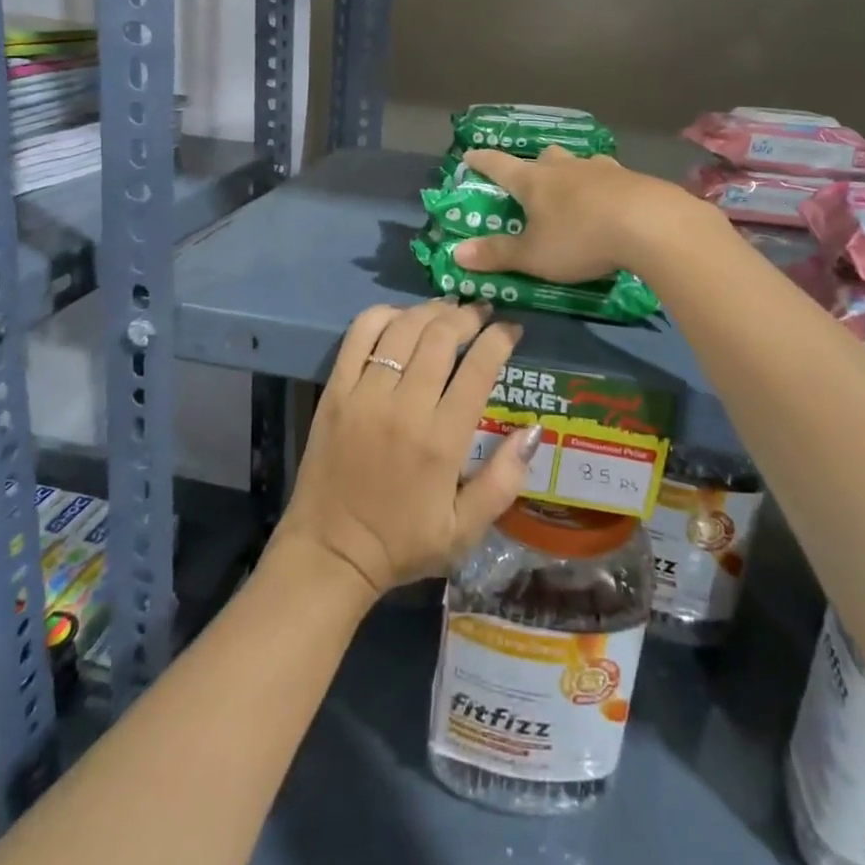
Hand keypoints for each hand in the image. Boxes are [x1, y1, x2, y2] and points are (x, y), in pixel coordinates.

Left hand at [273, 300, 539, 596]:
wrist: (330, 554)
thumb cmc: (403, 544)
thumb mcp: (466, 530)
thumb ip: (505, 480)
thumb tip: (534, 430)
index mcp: (442, 441)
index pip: (478, 368)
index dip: (500, 338)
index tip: (511, 329)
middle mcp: (404, 408)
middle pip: (441, 336)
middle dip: (468, 317)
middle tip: (481, 314)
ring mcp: (364, 395)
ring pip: (403, 328)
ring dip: (430, 311)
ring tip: (447, 310)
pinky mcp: (335, 392)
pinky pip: (359, 336)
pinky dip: (383, 315)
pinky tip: (400, 318)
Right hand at [454, 145, 687, 281]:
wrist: (650, 224)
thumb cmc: (580, 238)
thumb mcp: (533, 255)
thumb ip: (497, 254)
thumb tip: (456, 253)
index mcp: (534, 181)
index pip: (499, 165)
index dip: (482, 161)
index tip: (470, 154)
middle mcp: (565, 167)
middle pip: (544, 157)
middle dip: (534, 166)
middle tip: (531, 179)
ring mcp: (602, 169)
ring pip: (578, 163)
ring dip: (571, 173)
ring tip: (573, 189)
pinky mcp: (633, 178)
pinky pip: (610, 176)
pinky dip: (603, 185)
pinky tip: (611, 198)